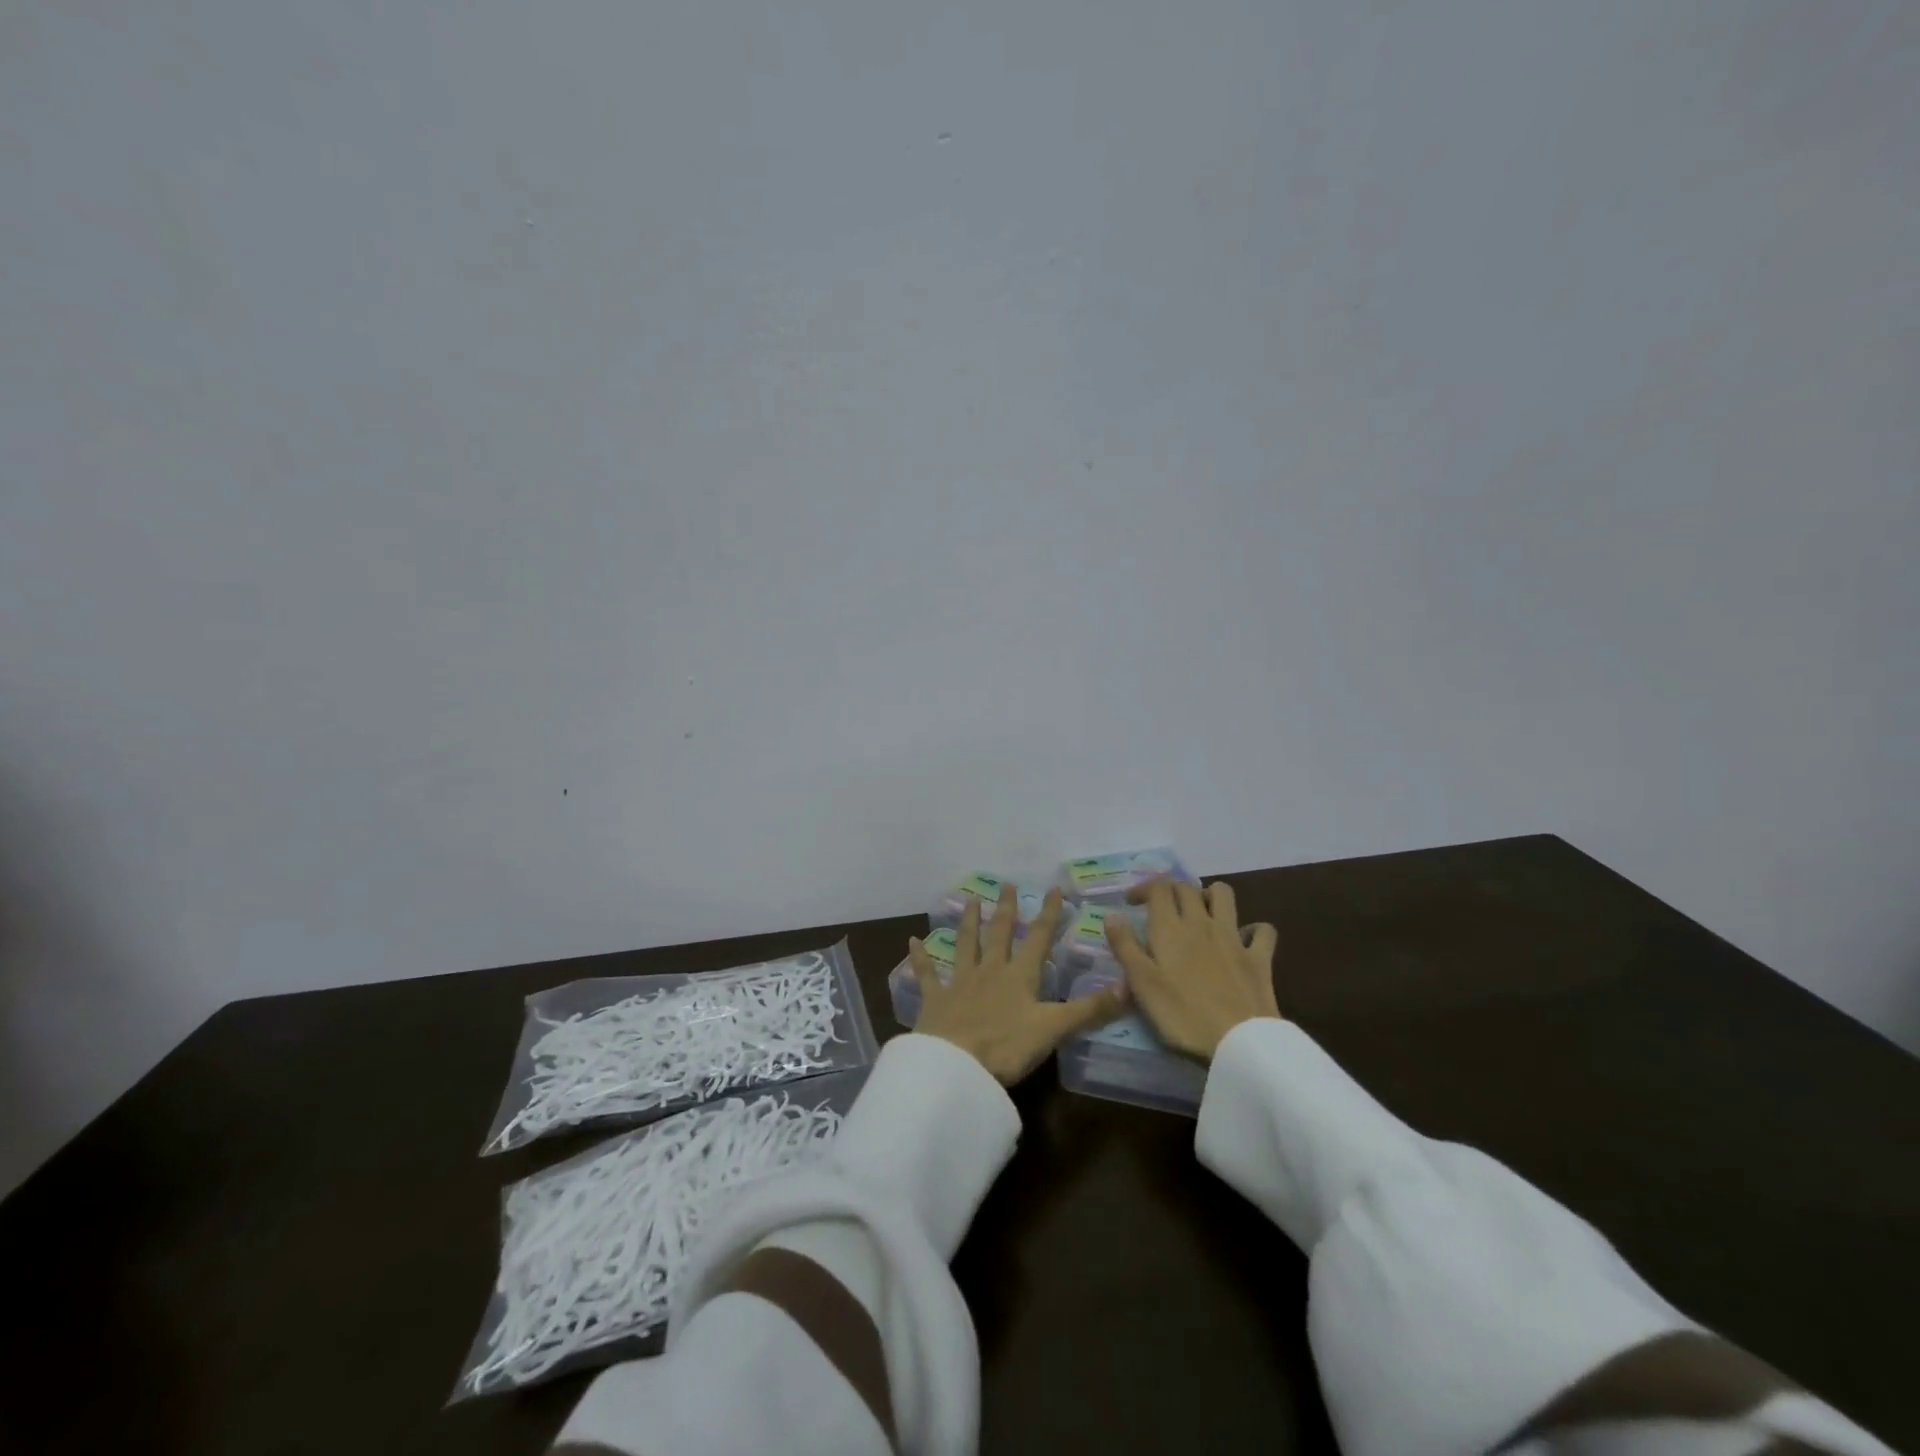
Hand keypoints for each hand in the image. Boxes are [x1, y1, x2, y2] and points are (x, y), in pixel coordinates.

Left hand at [911, 886, 1128, 1084]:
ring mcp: (960, 982)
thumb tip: (1129, 988)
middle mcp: (990, 971)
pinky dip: (920, 957)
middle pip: (1000, 934)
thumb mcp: (1054, 1029)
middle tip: (1008, 885)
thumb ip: (1090, 1010)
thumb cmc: (1007, 1047)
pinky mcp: (935, 999)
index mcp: (1020, 977)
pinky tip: (911, 940)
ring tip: (971, 899)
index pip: (1039, 939)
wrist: (956, 1066)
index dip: (1048, 914)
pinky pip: (927, 973)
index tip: (1054, 889)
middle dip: (1007, 909)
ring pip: (966, 944)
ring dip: (969, 922)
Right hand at [1104, 878, 1278, 1061]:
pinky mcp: (1259, 958)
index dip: (1143, 888)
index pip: (1158, 888)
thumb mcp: (1142, 983)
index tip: (1132, 903)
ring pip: (1225, 896)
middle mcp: (1202, 923)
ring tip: (1201, 912)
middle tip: (1161, 909)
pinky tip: (1244, 939)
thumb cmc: (1181, 1014)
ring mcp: (1233, 938)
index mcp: (1170, 928)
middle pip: (1187, 888)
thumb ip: (1125, 946)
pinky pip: (1263, 930)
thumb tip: (1111, 915)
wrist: (1238, 1042)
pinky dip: (1254, 929)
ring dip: (1211, 895)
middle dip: (1172, 890)